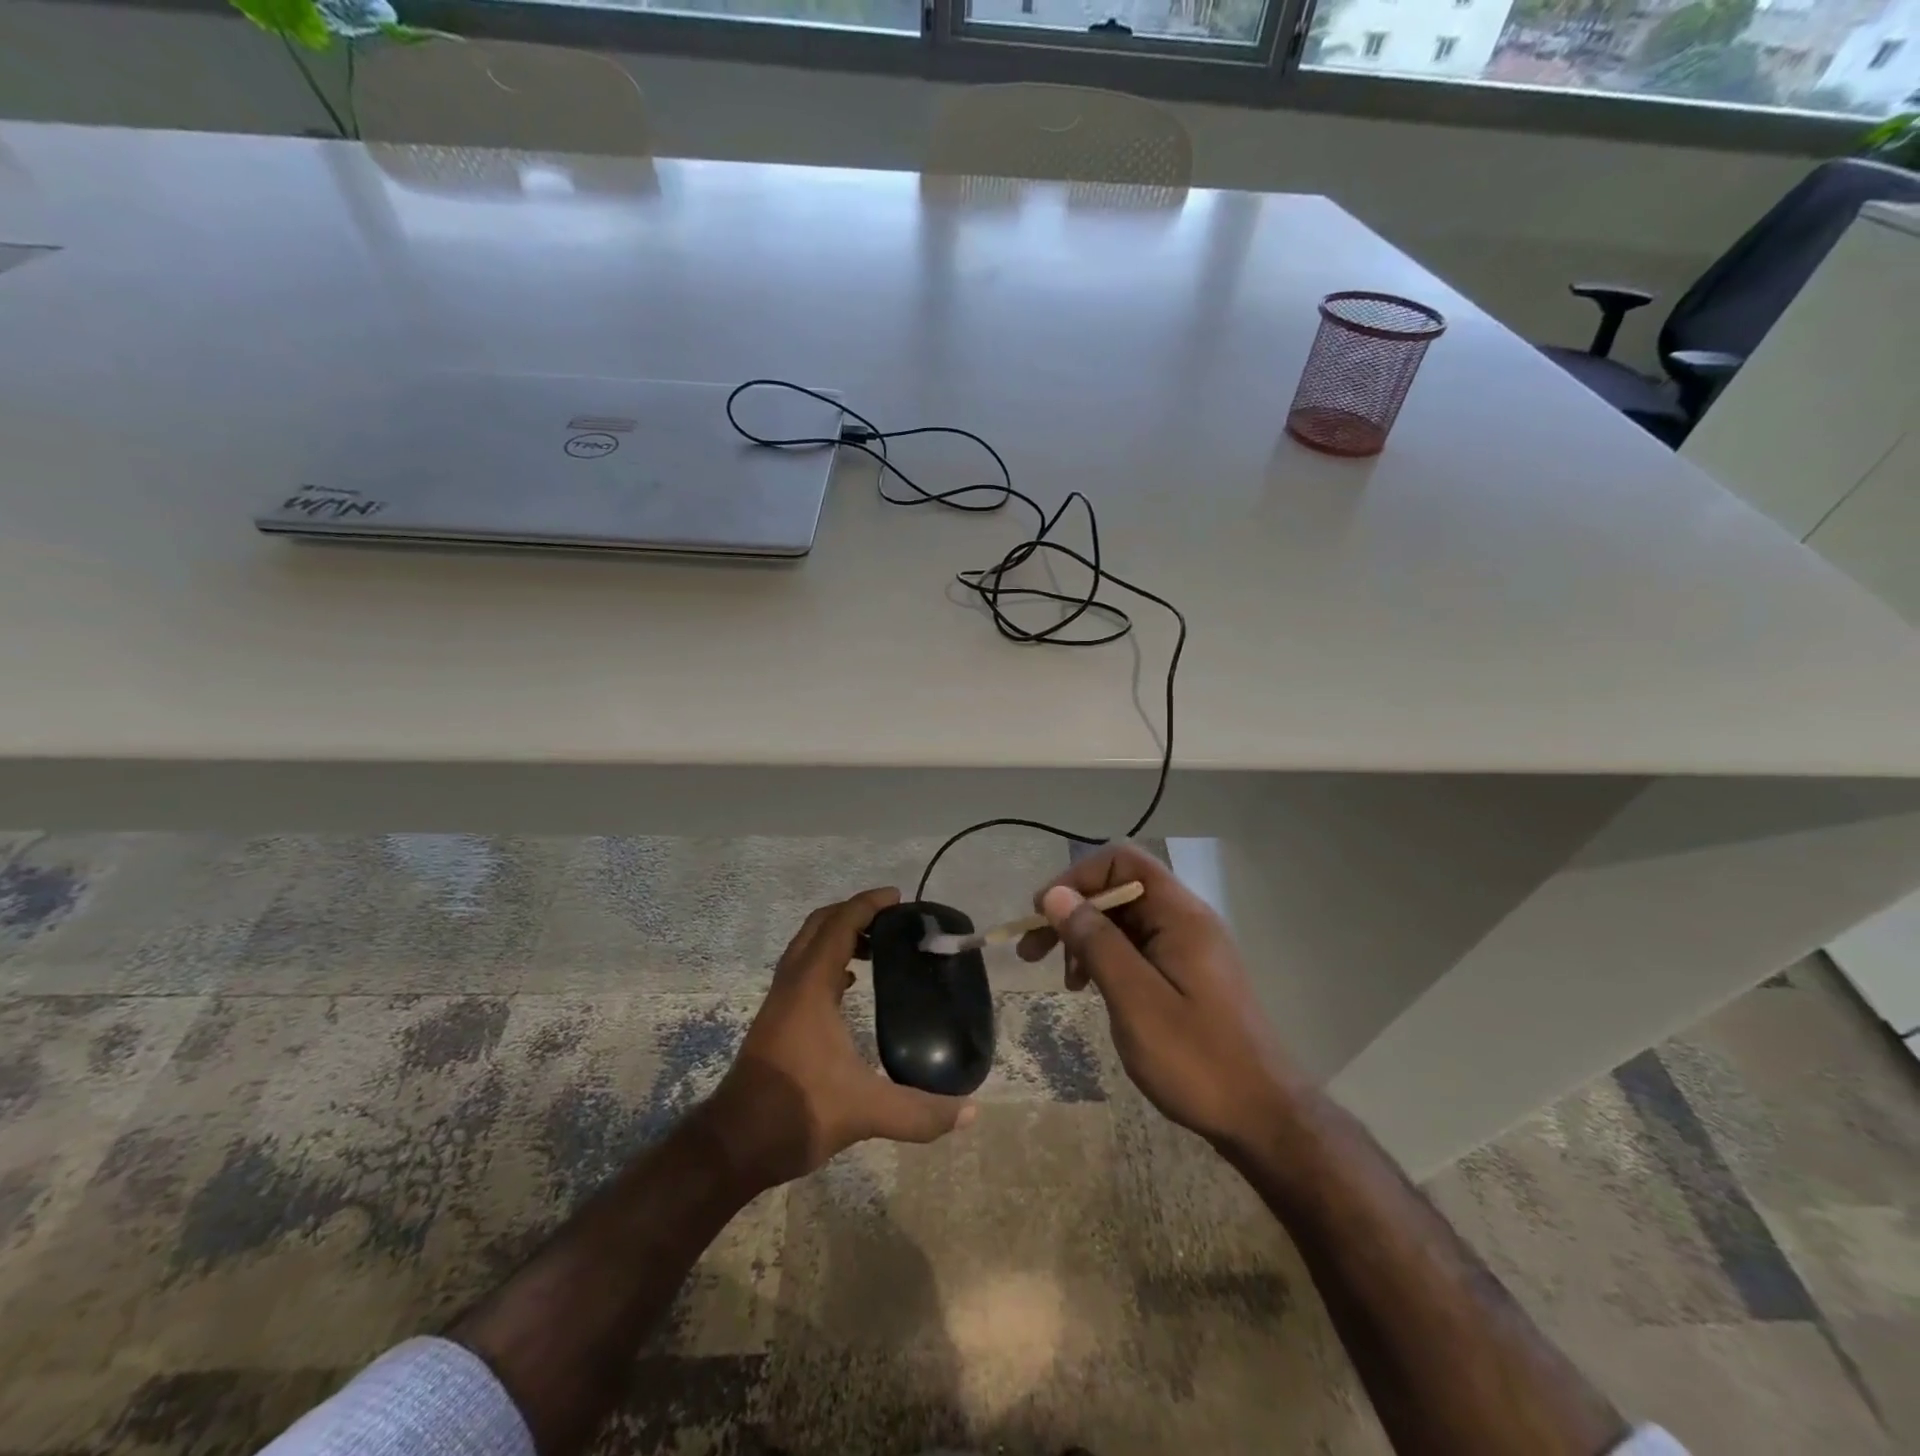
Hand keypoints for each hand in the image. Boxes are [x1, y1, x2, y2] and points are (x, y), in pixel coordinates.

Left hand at [699, 887, 976, 1192]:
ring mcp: (780, 1001)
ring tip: (879, 948)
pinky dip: (829, 962)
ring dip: (839, 935)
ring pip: (808, 947)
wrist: (733, 1145)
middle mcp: (792, 984)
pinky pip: (804, 970)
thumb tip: (972, 1112)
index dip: (868, 904)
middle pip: (819, 925)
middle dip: (854, 913)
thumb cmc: (797, 1112)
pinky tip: (851, 986)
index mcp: (810, 987)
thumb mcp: (865, 1112)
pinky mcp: (777, 1020)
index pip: (839, 924)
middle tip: (893, 920)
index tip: (899, 898)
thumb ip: (919, 1112)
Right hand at [1017, 844, 1299, 1153]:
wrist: (1264, 1118)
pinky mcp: (1187, 974)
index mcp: (1180, 915)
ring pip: (1125, 921)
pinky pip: (1138, 948)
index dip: (1077, 878)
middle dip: (1073, 912)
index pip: (1122, 861)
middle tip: (1033, 952)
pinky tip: (1093, 989)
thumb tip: (1056, 895)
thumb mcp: (1135, 1000)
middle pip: (1120, 889)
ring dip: (1086, 939)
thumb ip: (1096, 942)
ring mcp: (1189, 947)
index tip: (1043, 914)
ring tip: (1066, 981)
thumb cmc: (1197, 1060)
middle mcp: (1186, 920)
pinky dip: (1107, 959)